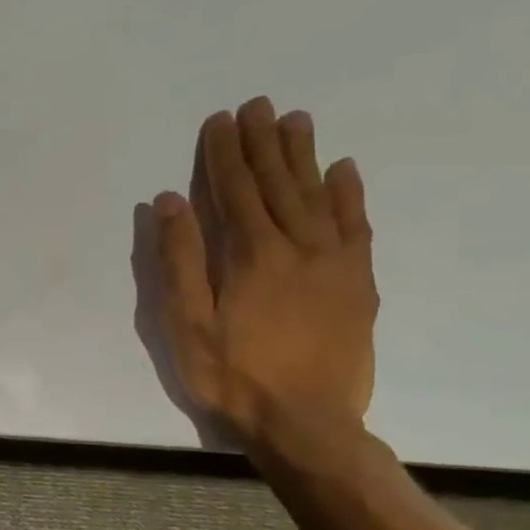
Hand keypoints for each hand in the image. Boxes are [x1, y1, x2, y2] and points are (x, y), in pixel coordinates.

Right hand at [150, 97, 377, 452]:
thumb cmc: (232, 375)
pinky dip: (349, 194)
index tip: (219, 120)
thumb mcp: (186, 323)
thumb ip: (179, 260)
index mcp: (251, 256)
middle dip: (263, 143)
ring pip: (318, 195)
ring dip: (303, 156)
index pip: (234, 191)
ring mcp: (336, 263)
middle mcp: (299, 247)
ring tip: (296, 120)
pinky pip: (357, 226)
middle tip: (257, 105)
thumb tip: (170, 202)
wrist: (306, 423)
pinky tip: (343, 170)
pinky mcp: (359, 283)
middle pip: (278, 184)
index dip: (224, 154)